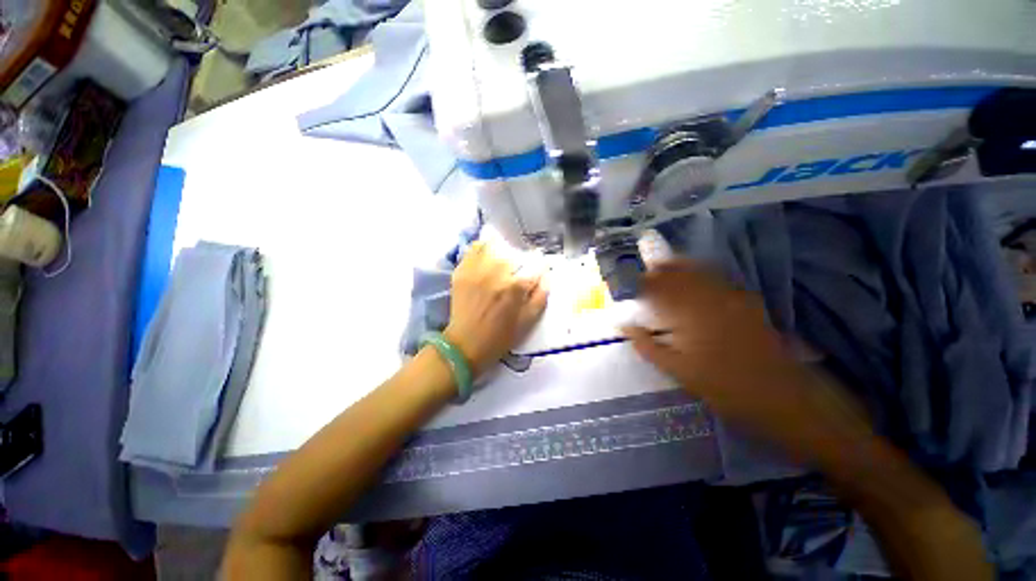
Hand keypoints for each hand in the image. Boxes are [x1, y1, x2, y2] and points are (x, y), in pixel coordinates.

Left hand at [444, 241, 547, 375]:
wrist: (465, 344)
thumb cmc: (500, 337)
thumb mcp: (528, 322)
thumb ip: (540, 297)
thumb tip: (547, 277)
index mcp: (515, 287)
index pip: (535, 265)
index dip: (541, 265)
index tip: (540, 268)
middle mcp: (496, 273)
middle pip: (514, 253)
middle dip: (521, 259)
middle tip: (519, 269)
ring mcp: (476, 270)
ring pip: (493, 246)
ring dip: (502, 250)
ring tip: (503, 260)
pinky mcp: (462, 271)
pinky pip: (473, 250)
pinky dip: (482, 249)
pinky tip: (486, 257)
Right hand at [622, 260, 870, 462]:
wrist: (784, 397)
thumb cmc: (725, 387)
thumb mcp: (679, 371)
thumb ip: (647, 346)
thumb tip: (623, 327)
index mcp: (691, 314)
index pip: (661, 288)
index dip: (646, 282)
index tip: (635, 282)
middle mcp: (711, 299)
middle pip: (681, 274)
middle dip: (663, 269)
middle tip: (649, 269)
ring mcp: (733, 299)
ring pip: (701, 273)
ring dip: (682, 267)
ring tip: (667, 266)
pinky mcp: (749, 303)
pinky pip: (720, 280)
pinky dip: (704, 274)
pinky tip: (698, 279)